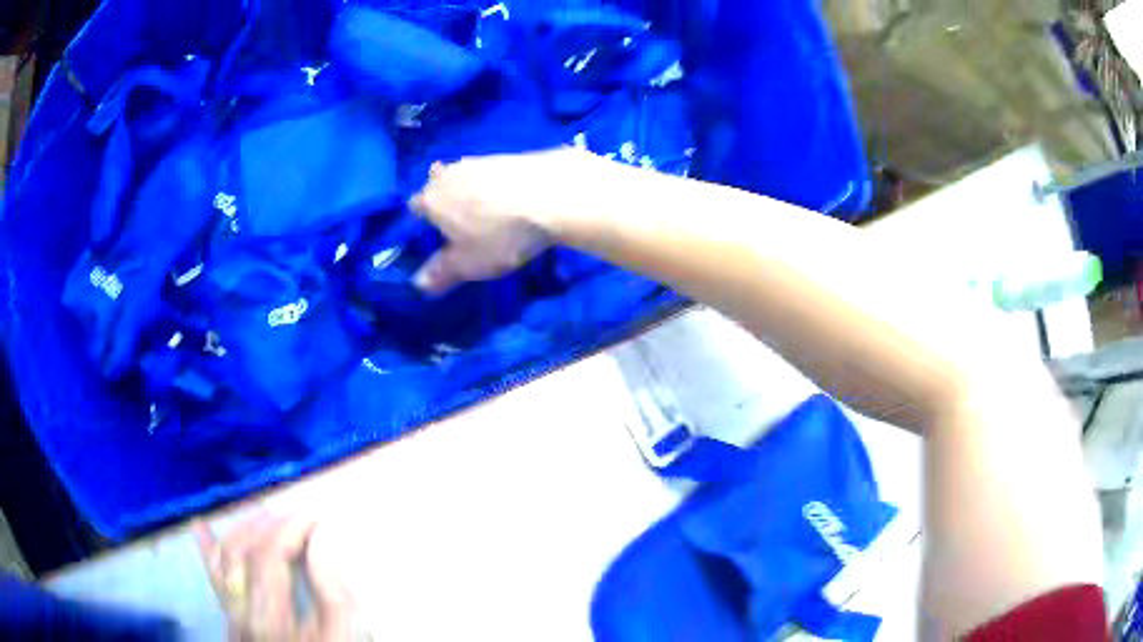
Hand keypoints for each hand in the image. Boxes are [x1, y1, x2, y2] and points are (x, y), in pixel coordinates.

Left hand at [195, 513, 353, 640]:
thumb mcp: (341, 636)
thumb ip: (333, 594)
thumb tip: (317, 545)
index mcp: (269, 616)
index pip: (269, 555)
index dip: (289, 527)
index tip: (314, 515)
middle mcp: (239, 609)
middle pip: (241, 550)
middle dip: (268, 523)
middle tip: (296, 516)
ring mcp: (230, 612)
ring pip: (222, 557)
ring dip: (242, 529)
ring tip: (267, 516)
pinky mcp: (229, 614)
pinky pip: (213, 575)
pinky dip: (208, 549)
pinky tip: (202, 527)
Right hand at [408, 149, 596, 293]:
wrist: (553, 193)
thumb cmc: (501, 234)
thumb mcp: (469, 263)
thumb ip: (441, 273)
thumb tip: (418, 284)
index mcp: (431, 198)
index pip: (414, 207)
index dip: (422, 223)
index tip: (436, 238)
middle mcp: (450, 173)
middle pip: (438, 186)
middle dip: (446, 202)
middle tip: (463, 226)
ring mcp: (480, 159)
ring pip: (465, 177)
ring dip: (472, 192)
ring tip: (491, 214)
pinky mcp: (509, 155)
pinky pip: (492, 173)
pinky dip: (496, 185)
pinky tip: (513, 199)